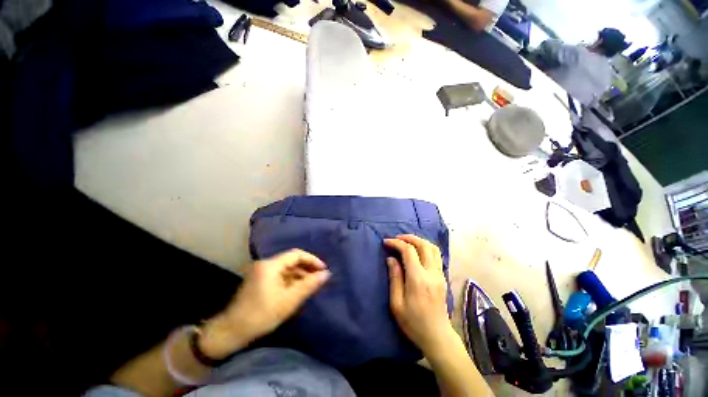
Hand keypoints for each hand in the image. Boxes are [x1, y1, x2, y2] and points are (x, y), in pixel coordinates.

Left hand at [199, 249, 330, 358]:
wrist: (230, 333)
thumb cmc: (261, 315)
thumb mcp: (289, 301)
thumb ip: (309, 285)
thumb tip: (326, 274)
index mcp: (271, 265)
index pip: (296, 254)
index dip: (312, 260)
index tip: (323, 269)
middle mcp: (265, 264)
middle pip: (291, 261)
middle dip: (307, 268)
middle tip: (319, 278)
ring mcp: (261, 272)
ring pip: (286, 269)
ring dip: (300, 275)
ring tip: (311, 284)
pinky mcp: (259, 281)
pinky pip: (280, 276)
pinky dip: (291, 280)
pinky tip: (298, 289)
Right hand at [384, 235, 453, 353]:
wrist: (437, 336)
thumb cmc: (413, 322)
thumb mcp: (397, 303)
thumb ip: (394, 277)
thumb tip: (391, 258)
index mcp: (418, 279)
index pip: (409, 251)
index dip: (396, 243)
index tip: (386, 242)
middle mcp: (431, 273)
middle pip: (423, 245)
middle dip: (409, 237)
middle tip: (397, 238)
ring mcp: (440, 274)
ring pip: (433, 248)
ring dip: (419, 241)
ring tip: (407, 242)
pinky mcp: (443, 277)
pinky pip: (436, 255)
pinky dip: (426, 247)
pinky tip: (417, 251)